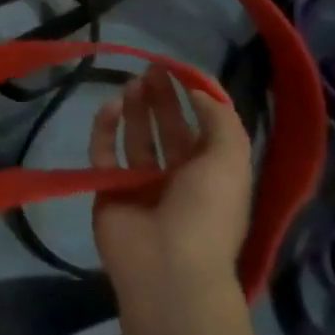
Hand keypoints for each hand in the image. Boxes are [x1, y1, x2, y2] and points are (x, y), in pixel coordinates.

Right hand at [91, 67, 252, 296]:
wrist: (166, 266)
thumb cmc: (206, 213)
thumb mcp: (230, 162)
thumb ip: (220, 121)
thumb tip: (201, 90)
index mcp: (213, 175)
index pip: (204, 129)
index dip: (195, 99)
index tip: (181, 70)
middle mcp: (178, 177)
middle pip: (169, 129)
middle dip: (163, 99)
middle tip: (152, 69)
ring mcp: (141, 183)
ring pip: (137, 137)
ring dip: (136, 109)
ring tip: (133, 81)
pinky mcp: (108, 186)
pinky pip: (104, 151)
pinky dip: (105, 128)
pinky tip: (110, 106)